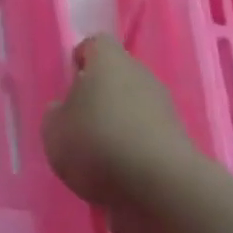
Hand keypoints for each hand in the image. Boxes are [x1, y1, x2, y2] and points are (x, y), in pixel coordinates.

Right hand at [43, 35, 222, 232]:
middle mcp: (141, 75)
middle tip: (79, 120)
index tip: (69, 82)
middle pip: (117, 76)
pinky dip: (134, 148)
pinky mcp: (179, 142)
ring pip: (134, 106)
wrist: (162, 187)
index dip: (81, 59)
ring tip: (97, 153)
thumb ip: (56, 114)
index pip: (95, 45)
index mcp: (109, 60)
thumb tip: (66, 110)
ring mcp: (165, 108)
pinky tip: (119, 172)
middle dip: (100, 94)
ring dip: (118, 123)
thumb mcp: (54, 130)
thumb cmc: (97, 143)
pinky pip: (147, 136)